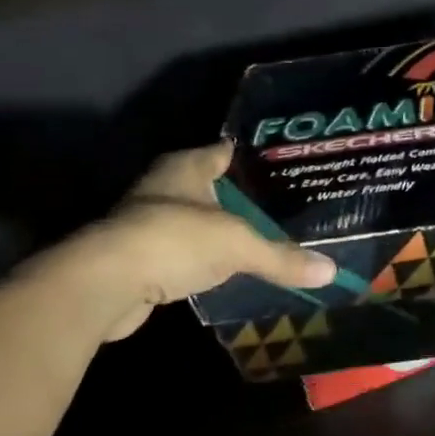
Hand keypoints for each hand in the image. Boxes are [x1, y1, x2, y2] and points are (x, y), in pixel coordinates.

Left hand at [40, 144, 335, 342]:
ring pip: (193, 220)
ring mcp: (145, 222)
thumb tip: (330, 271)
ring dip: (218, 229)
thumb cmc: (175, 239)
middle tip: (280, 204)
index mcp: (186, 166)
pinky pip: (181, 252)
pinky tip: (225, 268)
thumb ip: (282, 257)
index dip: (251, 157)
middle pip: (209, 186)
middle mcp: (163, 187)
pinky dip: (200, 258)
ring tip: (259, 236)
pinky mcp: (136, 258)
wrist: (104, 284)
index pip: (224, 151)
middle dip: (239, 196)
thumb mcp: (239, 245)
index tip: (282, 166)